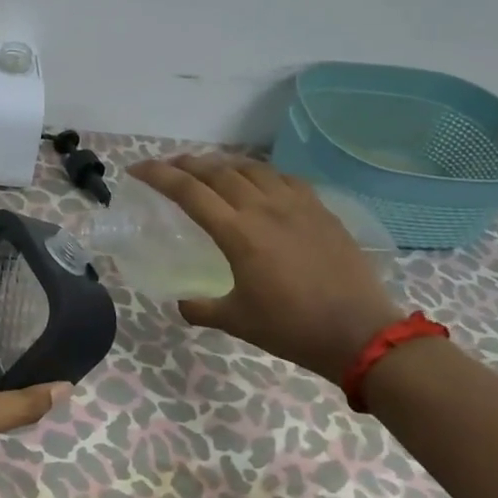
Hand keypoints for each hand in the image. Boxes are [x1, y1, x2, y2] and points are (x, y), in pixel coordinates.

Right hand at [129, 156, 400, 385]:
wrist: (360, 333)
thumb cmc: (292, 329)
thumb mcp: (237, 321)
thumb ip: (201, 308)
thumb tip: (181, 303)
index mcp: (238, 233)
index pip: (188, 191)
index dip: (158, 175)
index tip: (137, 169)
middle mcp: (263, 208)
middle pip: (217, 171)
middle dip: (186, 164)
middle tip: (168, 167)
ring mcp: (295, 205)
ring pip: (251, 168)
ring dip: (222, 164)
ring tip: (208, 170)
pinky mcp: (320, 210)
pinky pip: (283, 178)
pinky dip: (260, 173)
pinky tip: (258, 182)